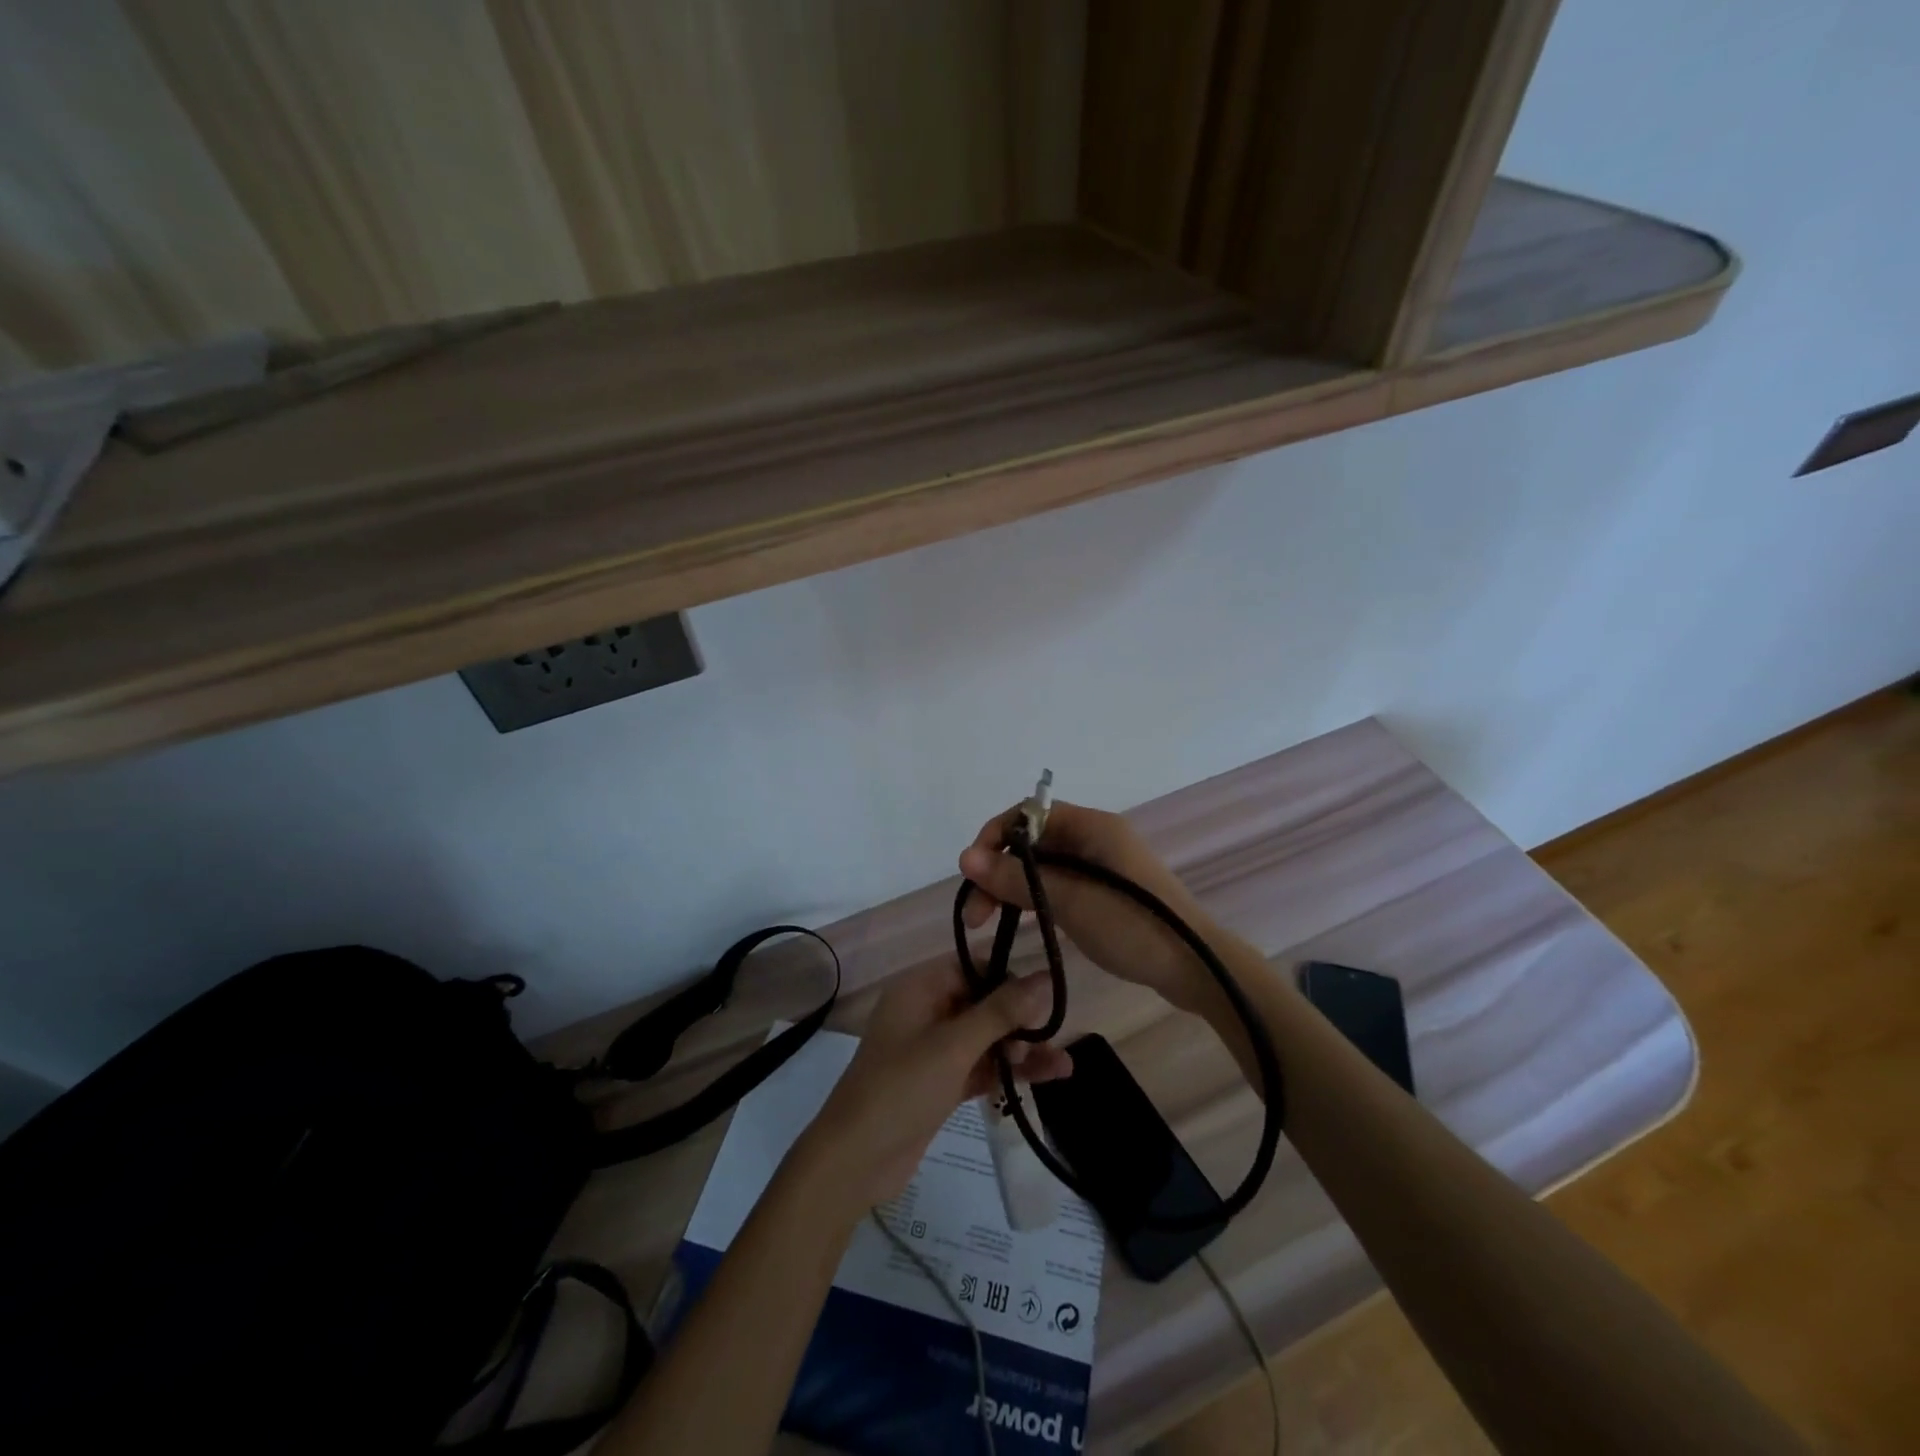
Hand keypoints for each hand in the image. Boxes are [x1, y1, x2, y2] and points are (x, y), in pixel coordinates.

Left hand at [794, 961, 1072, 1213]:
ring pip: (987, 1037)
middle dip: (1021, 1017)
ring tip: (1063, 1062)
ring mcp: (934, 1049)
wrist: (855, 1161)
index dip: (1010, 974)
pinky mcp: (942, 1082)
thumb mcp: (954, 1046)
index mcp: (920, 988)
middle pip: (983, 1002)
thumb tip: (1044, 976)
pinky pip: (982, 1066)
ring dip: (1022, 1048)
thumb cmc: (901, 1088)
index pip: (972, 965)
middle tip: (1055, 1032)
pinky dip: (1009, 1070)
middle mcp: (927, 1011)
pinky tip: (1048, 1076)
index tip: (1050, 987)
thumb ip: (1001, 1012)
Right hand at [959, 801, 1219, 1013]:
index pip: (1028, 814)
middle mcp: (1094, 837)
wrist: (1196, 968)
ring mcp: (1101, 865)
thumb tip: (964, 858)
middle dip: (998, 870)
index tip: (972, 873)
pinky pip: (1058, 884)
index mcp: (1091, 826)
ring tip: (987, 923)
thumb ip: (1017, 879)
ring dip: (1012, 887)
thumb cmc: (1133, 926)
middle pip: (1032, 842)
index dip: (994, 837)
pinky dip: (1035, 898)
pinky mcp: (1104, 892)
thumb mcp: (1069, 901)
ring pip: (1042, 866)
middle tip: (975, 913)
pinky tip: (1020, 921)